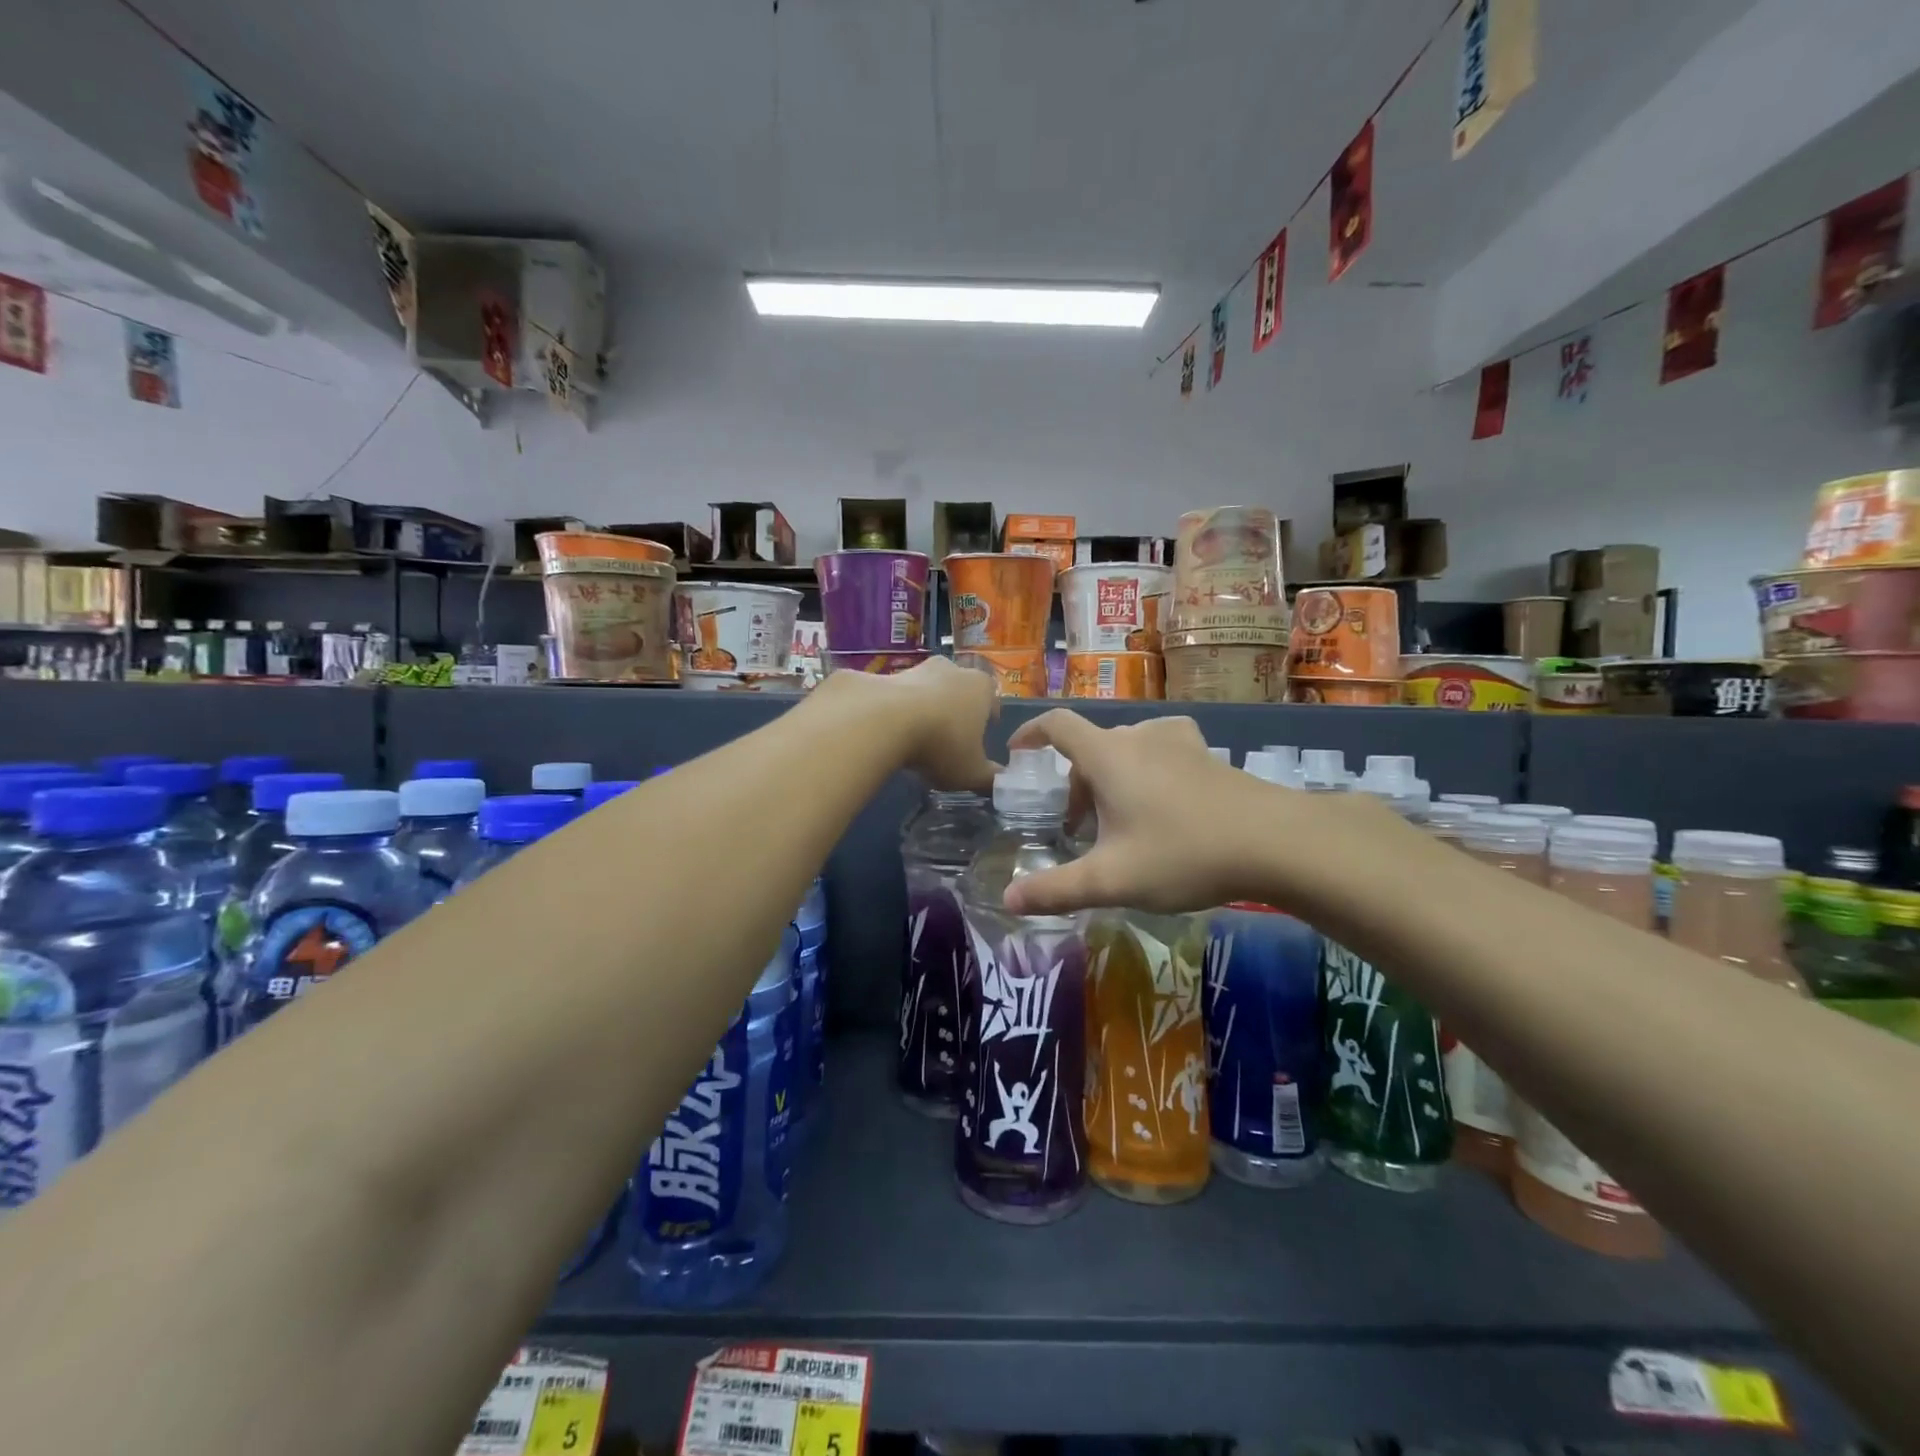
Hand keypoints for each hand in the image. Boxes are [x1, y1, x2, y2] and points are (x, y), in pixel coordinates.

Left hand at [819, 656, 997, 793]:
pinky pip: (898, 696)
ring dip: (925, 709)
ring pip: (927, 691)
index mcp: (981, 687)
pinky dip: (897, 711)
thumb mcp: (971, 772)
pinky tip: (891, 733)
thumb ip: (990, 779)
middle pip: (959, 691)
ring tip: (916, 739)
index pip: (992, 700)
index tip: (979, 738)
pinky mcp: (885, 675)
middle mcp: (952, 669)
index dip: (987, 719)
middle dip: (955, 712)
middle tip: (948, 740)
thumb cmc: (941, 743)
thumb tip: (1002, 783)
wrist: (883, 720)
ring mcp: (917, 669)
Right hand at [1000, 709, 1412, 918]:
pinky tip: (1161, 804)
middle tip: (1077, 828)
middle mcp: (1139, 738)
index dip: (1031, 733)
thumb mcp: (1112, 880)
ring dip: (1109, 780)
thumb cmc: (1182, 853)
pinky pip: (1159, 753)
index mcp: (1108, 755)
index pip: (1057, 724)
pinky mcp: (1206, 754)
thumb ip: (1056, 889)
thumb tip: (1008, 900)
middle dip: (1074, 783)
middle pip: (1090, 747)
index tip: (1017, 753)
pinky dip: (1144, 772)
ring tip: (1118, 822)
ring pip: (1125, 751)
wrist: (1275, 841)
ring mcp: (1178, 742)